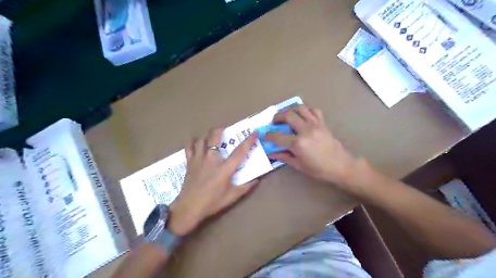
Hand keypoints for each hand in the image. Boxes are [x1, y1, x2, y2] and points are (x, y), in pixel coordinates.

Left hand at [167, 130, 257, 235]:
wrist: (189, 208)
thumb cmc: (212, 202)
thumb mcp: (232, 197)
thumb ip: (245, 187)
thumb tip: (257, 180)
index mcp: (225, 168)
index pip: (240, 151)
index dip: (248, 141)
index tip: (254, 133)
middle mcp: (212, 159)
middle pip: (215, 137)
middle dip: (220, 130)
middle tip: (224, 130)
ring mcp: (199, 159)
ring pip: (202, 139)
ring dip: (207, 136)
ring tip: (211, 137)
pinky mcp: (189, 162)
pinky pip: (189, 147)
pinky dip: (193, 142)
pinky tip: (196, 143)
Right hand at [265, 104, 363, 190]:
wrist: (341, 166)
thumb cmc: (319, 169)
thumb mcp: (299, 165)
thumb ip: (284, 157)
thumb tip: (271, 153)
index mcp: (298, 144)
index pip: (278, 136)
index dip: (269, 135)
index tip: (265, 135)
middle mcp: (306, 130)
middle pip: (287, 116)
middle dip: (277, 117)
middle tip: (274, 122)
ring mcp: (315, 124)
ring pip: (300, 108)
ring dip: (290, 110)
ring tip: (287, 116)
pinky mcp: (323, 123)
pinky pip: (313, 110)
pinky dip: (306, 110)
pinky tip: (302, 116)